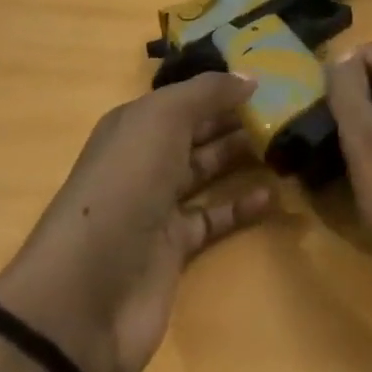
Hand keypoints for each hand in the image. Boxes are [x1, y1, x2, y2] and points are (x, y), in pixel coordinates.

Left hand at [0, 73, 273, 371]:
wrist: (85, 295)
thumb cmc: (124, 186)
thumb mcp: (163, 120)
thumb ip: (207, 93)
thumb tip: (249, 76)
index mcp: (136, 124)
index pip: (186, 95)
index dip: (222, 85)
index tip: (268, 75)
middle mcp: (146, 159)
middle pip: (198, 131)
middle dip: (236, 118)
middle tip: (286, 108)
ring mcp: (158, 205)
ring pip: (207, 170)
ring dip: (242, 156)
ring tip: (286, 143)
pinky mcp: (174, 249)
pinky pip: (214, 217)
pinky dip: (241, 205)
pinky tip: (272, 195)